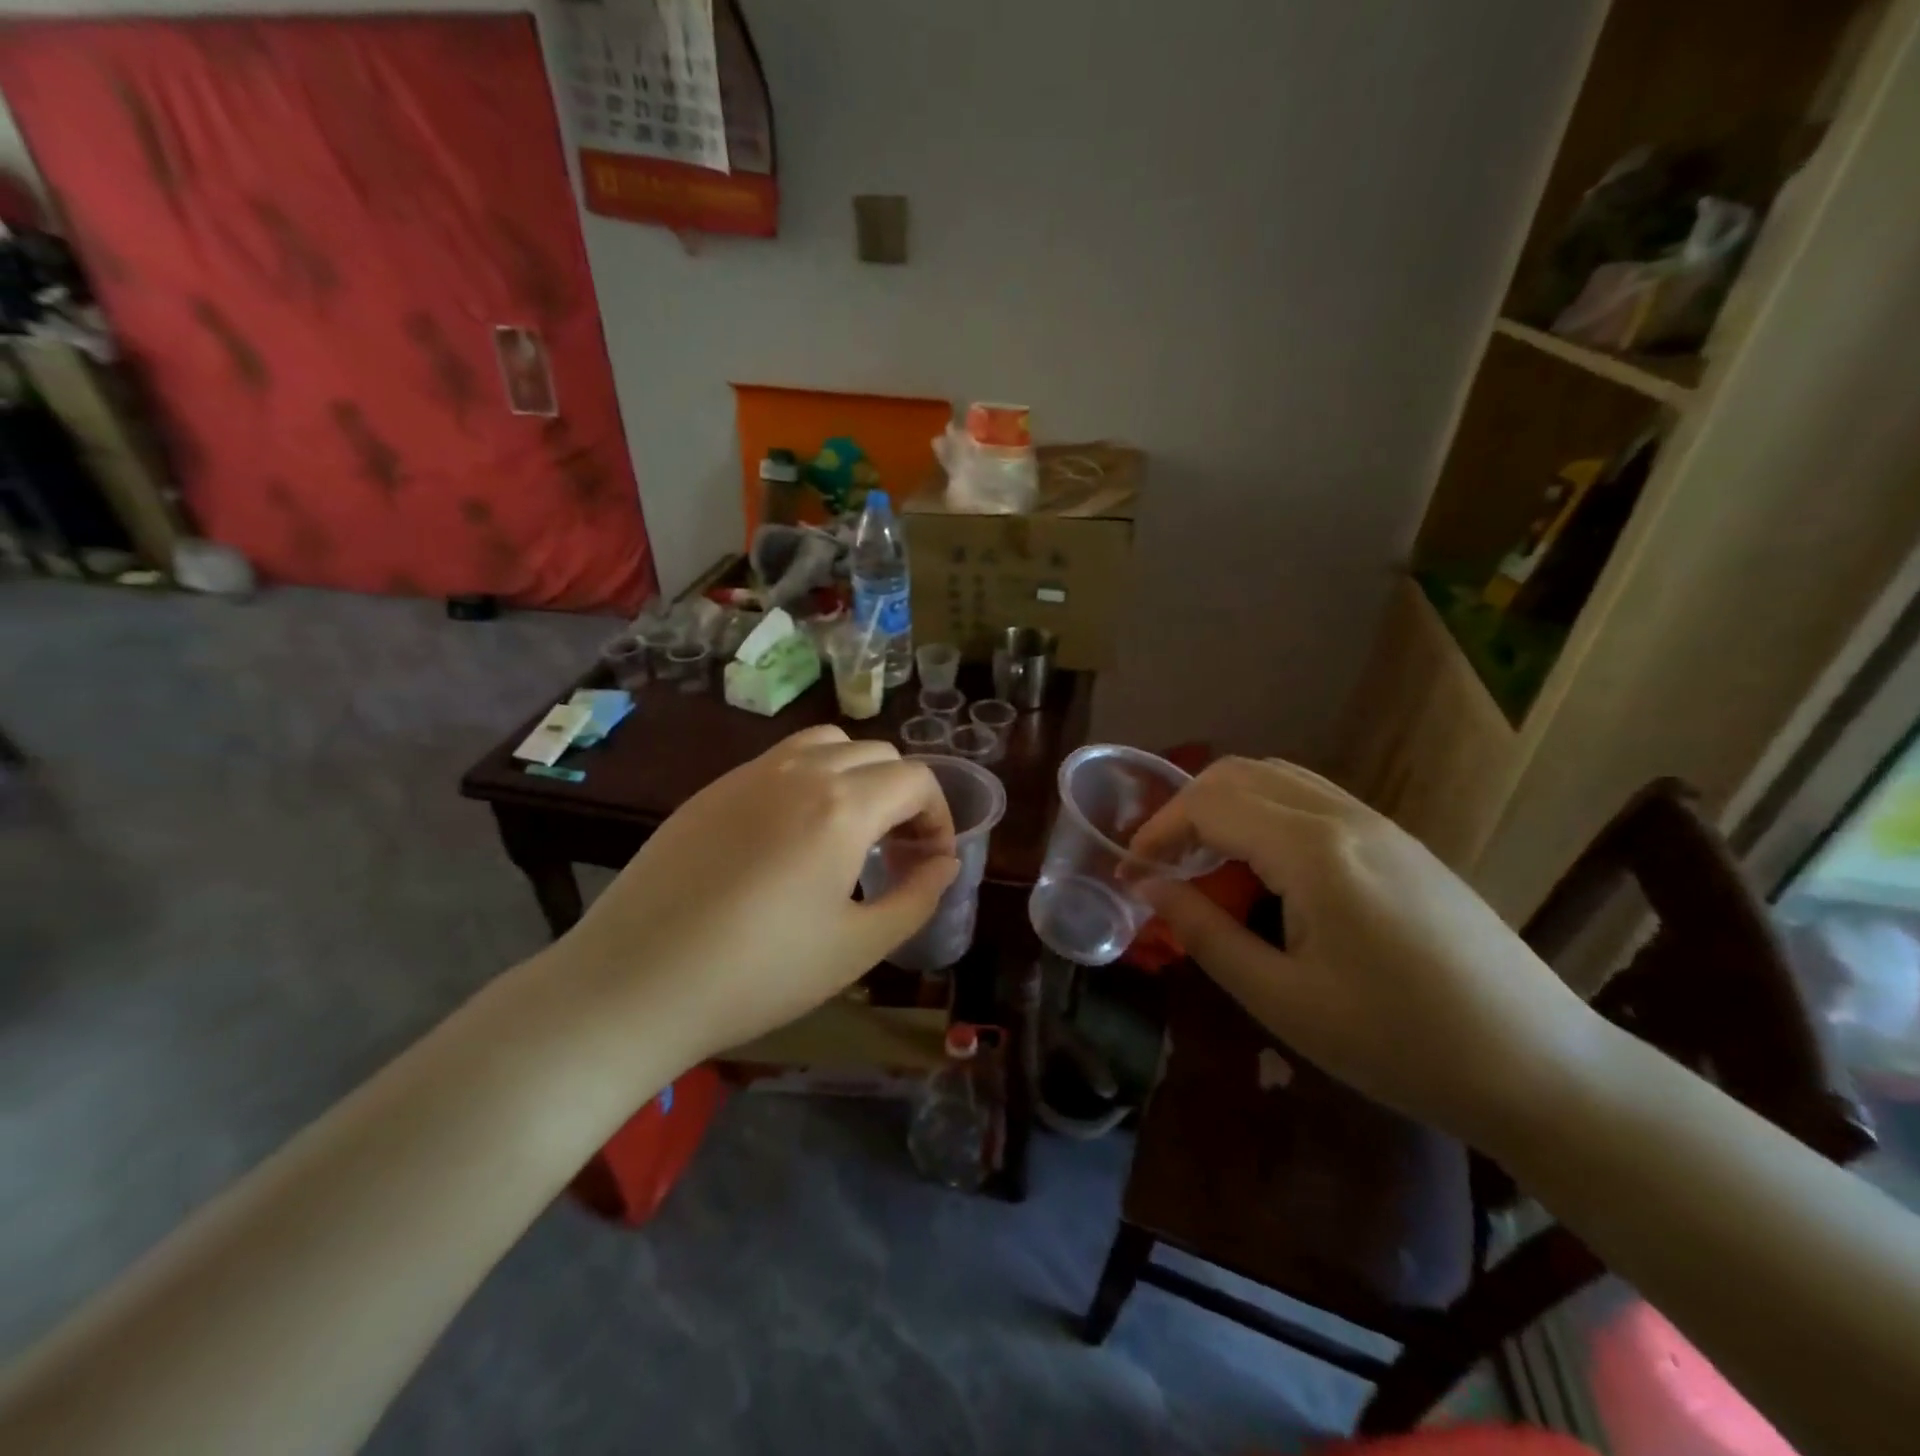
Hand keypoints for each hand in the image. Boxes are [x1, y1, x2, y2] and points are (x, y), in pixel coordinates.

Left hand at [544, 726, 958, 1068]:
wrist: (633, 984)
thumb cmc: (758, 974)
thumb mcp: (857, 947)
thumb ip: (916, 898)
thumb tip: (945, 863)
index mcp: (842, 805)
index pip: (916, 780)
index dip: (939, 816)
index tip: (931, 861)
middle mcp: (799, 771)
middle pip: (877, 754)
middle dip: (903, 795)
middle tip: (896, 851)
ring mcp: (748, 775)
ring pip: (826, 744)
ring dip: (856, 776)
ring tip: (849, 831)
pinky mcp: (711, 791)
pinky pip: (779, 762)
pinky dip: (809, 779)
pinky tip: (791, 837)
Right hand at [1131, 757, 1606, 1153]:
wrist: (1540, 1067)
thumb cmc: (1399, 1043)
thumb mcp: (1282, 999)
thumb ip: (1206, 933)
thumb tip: (1150, 889)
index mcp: (1313, 850)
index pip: (1208, 805)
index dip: (1157, 831)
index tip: (1130, 873)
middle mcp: (1343, 816)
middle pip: (1238, 774)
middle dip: (1184, 808)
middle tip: (1160, 862)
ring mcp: (1378, 823)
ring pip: (1276, 777)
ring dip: (1225, 805)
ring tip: (1204, 860)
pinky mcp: (1399, 841)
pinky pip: (1311, 798)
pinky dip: (1264, 812)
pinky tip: (1263, 865)